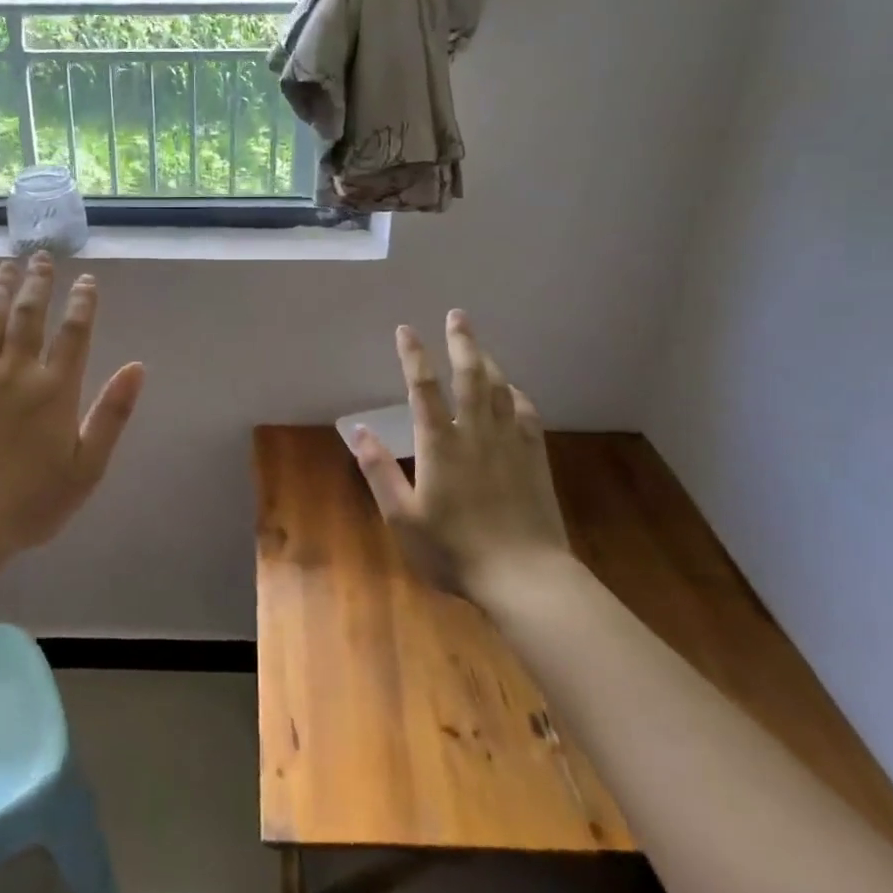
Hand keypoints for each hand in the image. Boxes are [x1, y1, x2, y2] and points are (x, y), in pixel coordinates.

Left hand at [0, 256, 144, 559]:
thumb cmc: (32, 501)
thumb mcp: (87, 466)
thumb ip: (112, 414)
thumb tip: (137, 367)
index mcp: (56, 389)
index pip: (74, 332)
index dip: (83, 302)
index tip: (87, 280)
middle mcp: (17, 370)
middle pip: (30, 312)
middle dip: (39, 281)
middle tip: (42, 257)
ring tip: (6, 265)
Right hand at [351, 310, 569, 594]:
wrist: (525, 576)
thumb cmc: (455, 550)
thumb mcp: (403, 518)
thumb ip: (379, 471)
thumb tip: (358, 431)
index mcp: (440, 443)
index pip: (423, 387)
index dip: (414, 355)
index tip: (406, 329)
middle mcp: (476, 432)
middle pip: (470, 375)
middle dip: (462, 342)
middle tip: (457, 315)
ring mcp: (510, 443)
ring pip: (500, 388)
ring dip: (488, 360)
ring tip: (478, 344)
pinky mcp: (534, 458)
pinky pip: (526, 413)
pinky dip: (516, 394)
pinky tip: (512, 391)